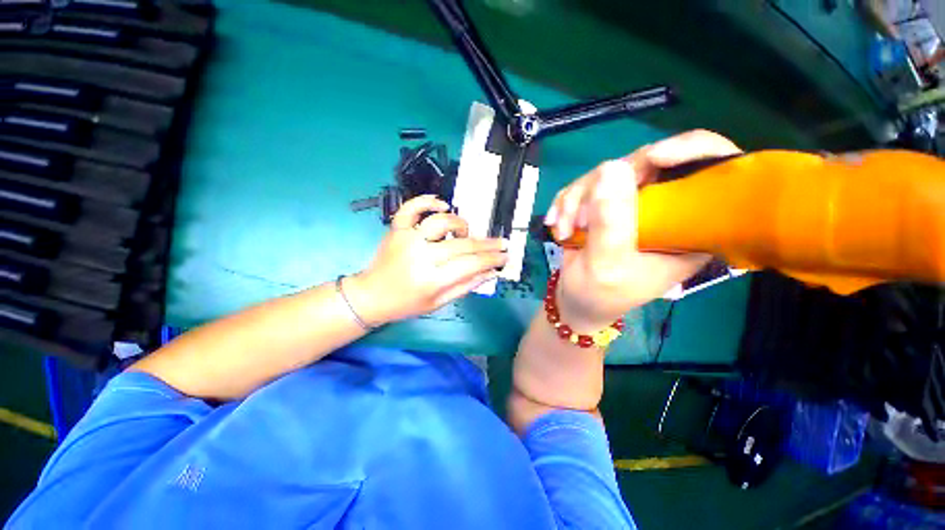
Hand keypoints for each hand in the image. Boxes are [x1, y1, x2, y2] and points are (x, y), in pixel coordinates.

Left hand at [346, 195, 507, 325]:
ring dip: (459, 225)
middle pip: (462, 244)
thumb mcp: (438, 303)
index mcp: (431, 279)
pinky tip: (442, 204)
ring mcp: (407, 239)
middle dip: (487, 244)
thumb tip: (491, 272)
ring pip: (441, 222)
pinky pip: (411, 208)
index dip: (491, 259)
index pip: (471, 265)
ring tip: (465, 233)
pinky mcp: (396, 229)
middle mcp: (420, 256)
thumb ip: (466, 286)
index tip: (505, 256)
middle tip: (501, 243)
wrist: (371, 295)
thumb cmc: (406, 304)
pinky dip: (427, 202)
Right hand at [544, 130, 741, 330]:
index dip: (690, 150)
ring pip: (607, 173)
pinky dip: (566, 202)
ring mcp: (632, 204)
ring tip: (564, 230)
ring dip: (576, 200)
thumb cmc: (600, 294)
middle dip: (602, 187)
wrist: (577, 301)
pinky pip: (585, 185)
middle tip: (578, 218)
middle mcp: (665, 208)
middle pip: (646, 163)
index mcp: (689, 228)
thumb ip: (611, 223)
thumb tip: (612, 168)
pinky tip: (558, 224)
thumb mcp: (607, 265)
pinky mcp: (606, 204)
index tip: (651, 159)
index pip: (712, 170)